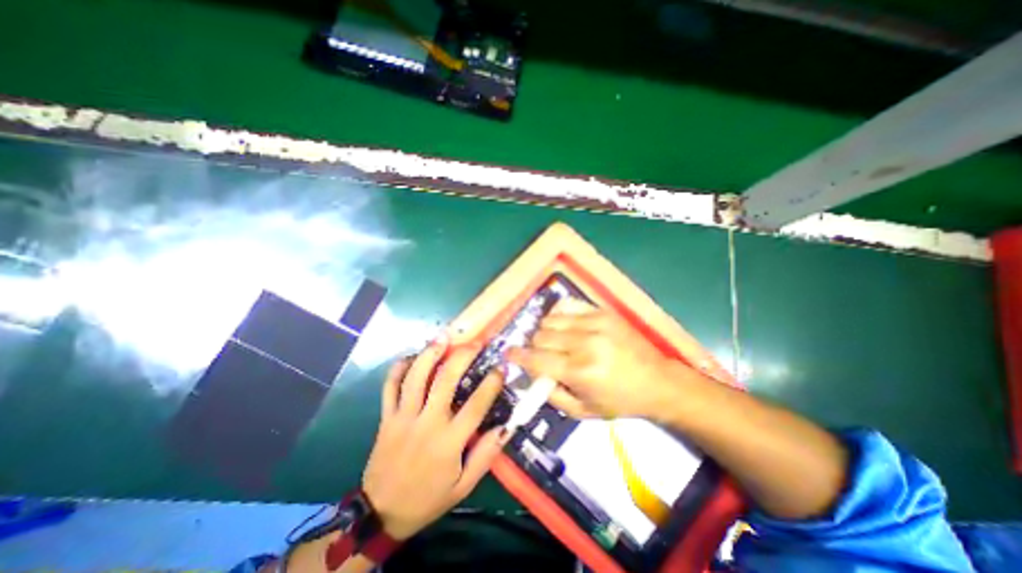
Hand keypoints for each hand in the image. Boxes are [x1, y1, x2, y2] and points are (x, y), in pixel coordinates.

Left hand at [361, 339, 509, 538]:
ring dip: (430, 354)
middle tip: (473, 343)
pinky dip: (398, 369)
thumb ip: (486, 456)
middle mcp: (427, 423)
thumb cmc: (428, 498)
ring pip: (416, 377)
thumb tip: (506, 427)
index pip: (476, 405)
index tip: (500, 368)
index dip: (491, 384)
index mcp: (449, 441)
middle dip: (461, 357)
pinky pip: (389, 387)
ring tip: (443, 338)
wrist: (381, 514)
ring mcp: (403, 417)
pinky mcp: (386, 417)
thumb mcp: (463, 486)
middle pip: (445, 381)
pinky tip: (409, 356)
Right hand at [508, 304, 694, 419]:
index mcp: (580, 372)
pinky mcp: (602, 312)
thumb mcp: (583, 411)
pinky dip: (560, 316)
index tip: (508, 354)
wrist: (658, 380)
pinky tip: (565, 326)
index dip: (517, 356)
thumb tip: (530, 374)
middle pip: (540, 336)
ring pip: (550, 319)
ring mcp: (595, 323)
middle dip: (534, 347)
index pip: (536, 359)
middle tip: (541, 355)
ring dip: (546, 331)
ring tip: (555, 341)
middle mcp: (585, 343)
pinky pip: (567, 306)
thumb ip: (551, 394)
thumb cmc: (620, 401)